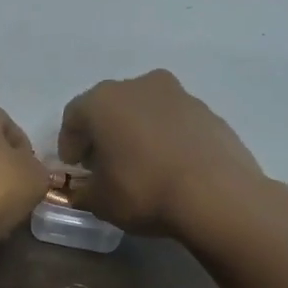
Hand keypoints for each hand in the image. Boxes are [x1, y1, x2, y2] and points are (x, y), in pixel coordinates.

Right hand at [57, 70, 287, 239]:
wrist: (217, 195)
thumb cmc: (144, 191)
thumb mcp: (100, 202)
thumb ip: (83, 191)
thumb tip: (82, 189)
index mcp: (103, 101)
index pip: (74, 116)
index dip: (70, 143)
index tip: (75, 167)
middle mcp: (139, 86)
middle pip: (111, 107)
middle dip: (104, 133)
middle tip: (105, 163)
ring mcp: (178, 95)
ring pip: (146, 110)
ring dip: (137, 131)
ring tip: (141, 165)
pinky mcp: (208, 111)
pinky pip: (175, 122)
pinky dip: (167, 137)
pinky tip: (171, 166)